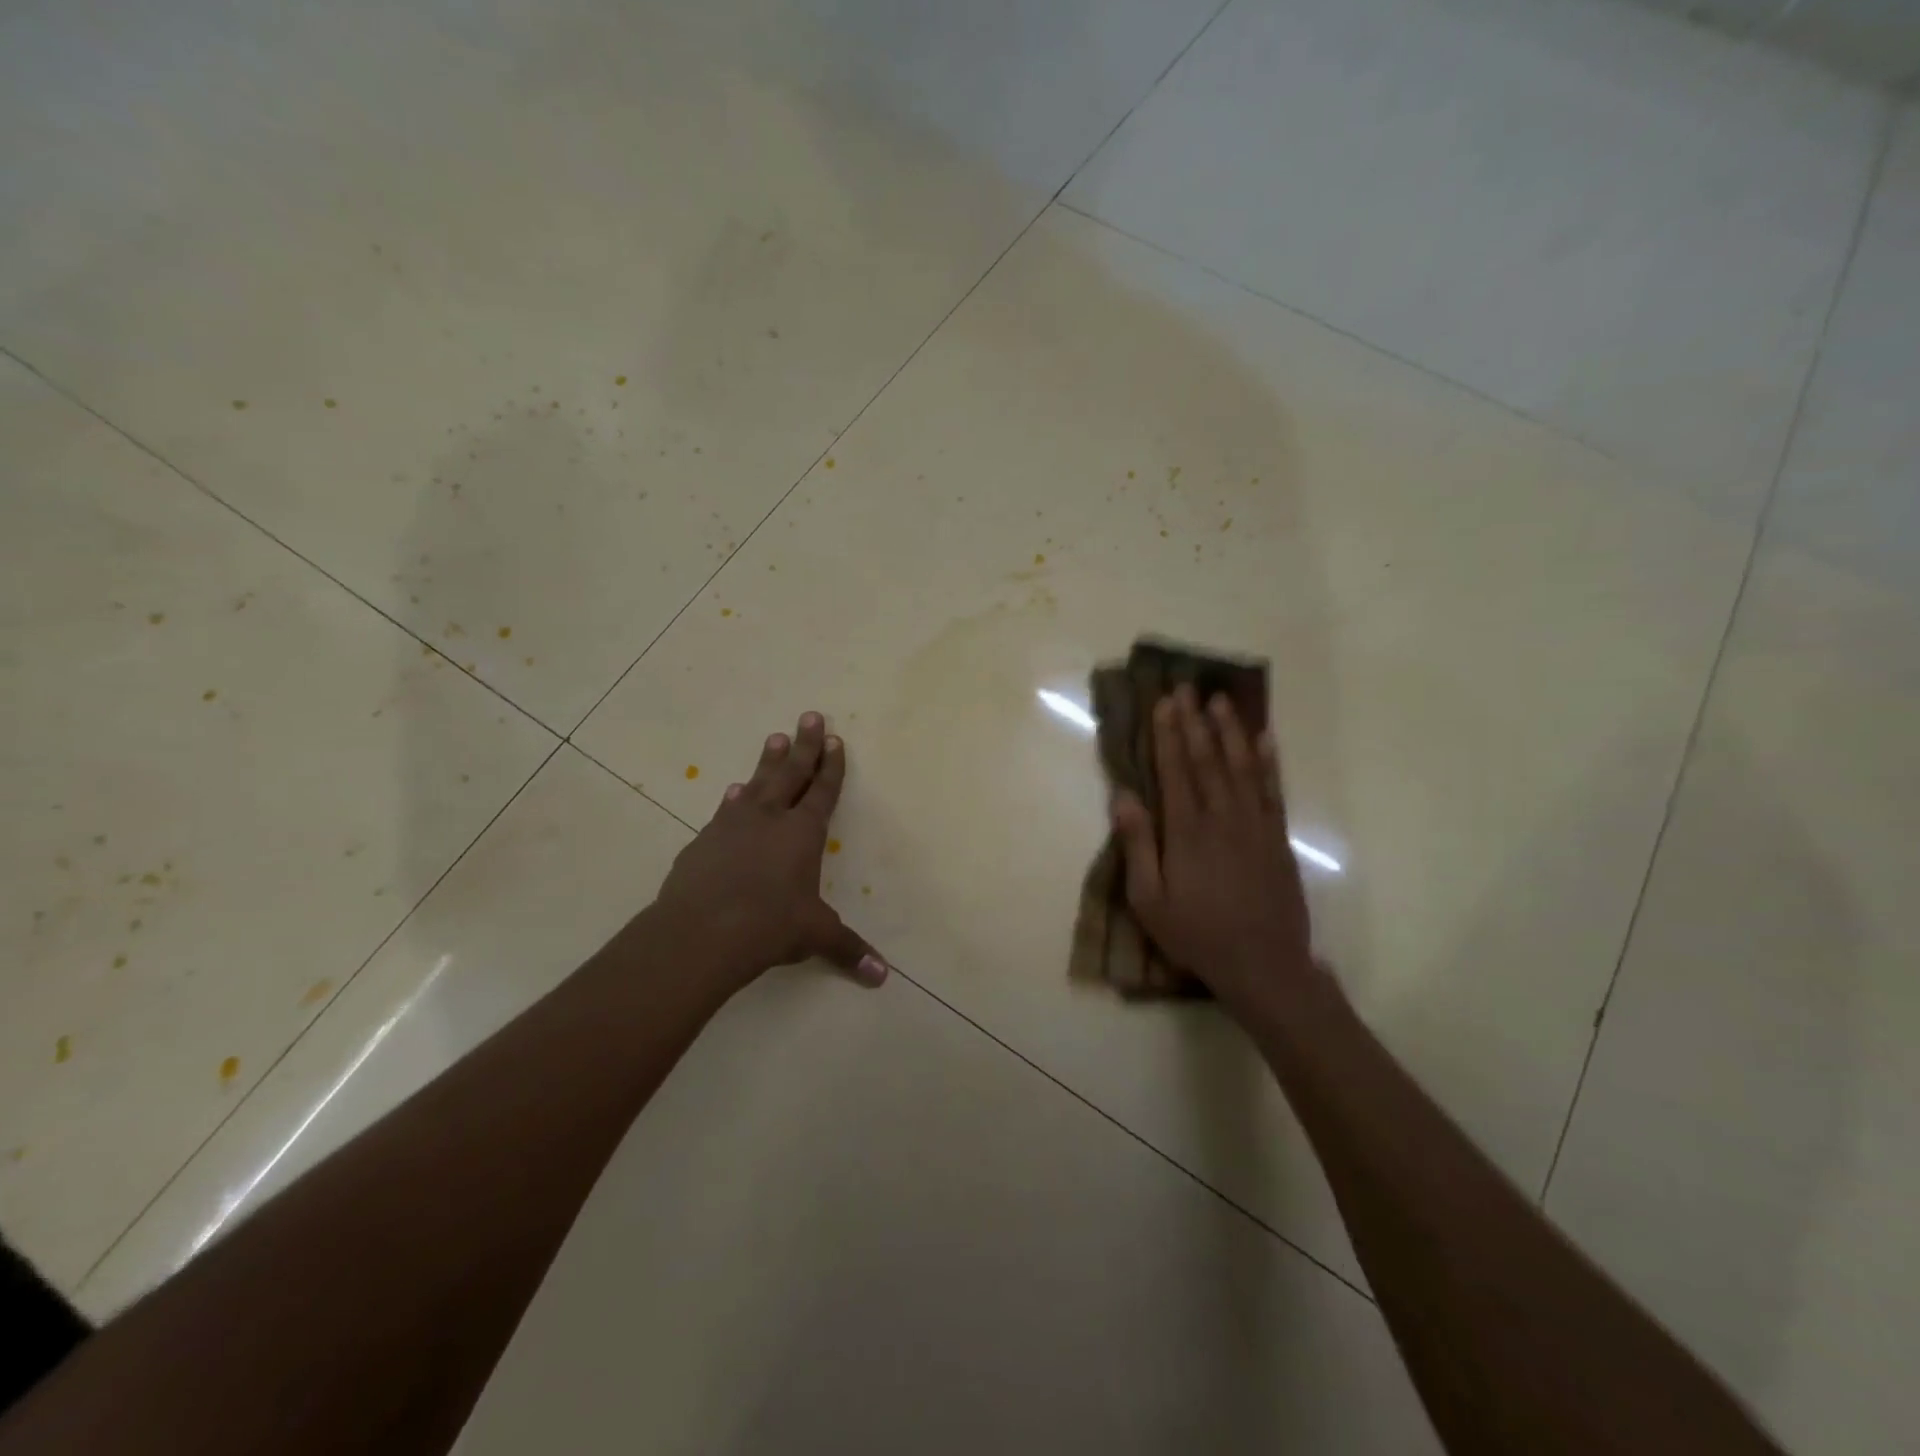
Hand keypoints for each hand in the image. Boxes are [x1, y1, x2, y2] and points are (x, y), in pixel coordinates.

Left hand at [653, 712, 887, 995]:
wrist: (701, 932)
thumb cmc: (770, 926)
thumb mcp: (815, 936)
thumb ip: (848, 950)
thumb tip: (881, 977)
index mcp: (803, 834)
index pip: (822, 792)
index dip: (831, 767)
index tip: (836, 740)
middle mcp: (770, 819)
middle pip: (791, 773)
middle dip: (805, 745)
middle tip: (811, 715)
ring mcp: (733, 825)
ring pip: (757, 783)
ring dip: (768, 761)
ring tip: (774, 738)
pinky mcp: (704, 840)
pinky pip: (725, 810)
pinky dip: (733, 798)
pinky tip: (732, 790)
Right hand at [1110, 686, 1313, 1015]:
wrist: (1264, 965)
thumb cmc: (1197, 934)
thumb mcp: (1149, 900)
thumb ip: (1137, 845)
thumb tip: (1123, 796)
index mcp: (1186, 831)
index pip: (1175, 770)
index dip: (1168, 735)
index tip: (1163, 703)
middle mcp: (1222, 817)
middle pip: (1207, 759)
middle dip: (1194, 722)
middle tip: (1187, 688)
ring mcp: (1255, 825)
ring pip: (1241, 766)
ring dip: (1230, 731)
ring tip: (1221, 701)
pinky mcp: (1278, 838)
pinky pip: (1273, 790)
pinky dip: (1268, 762)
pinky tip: (1265, 740)